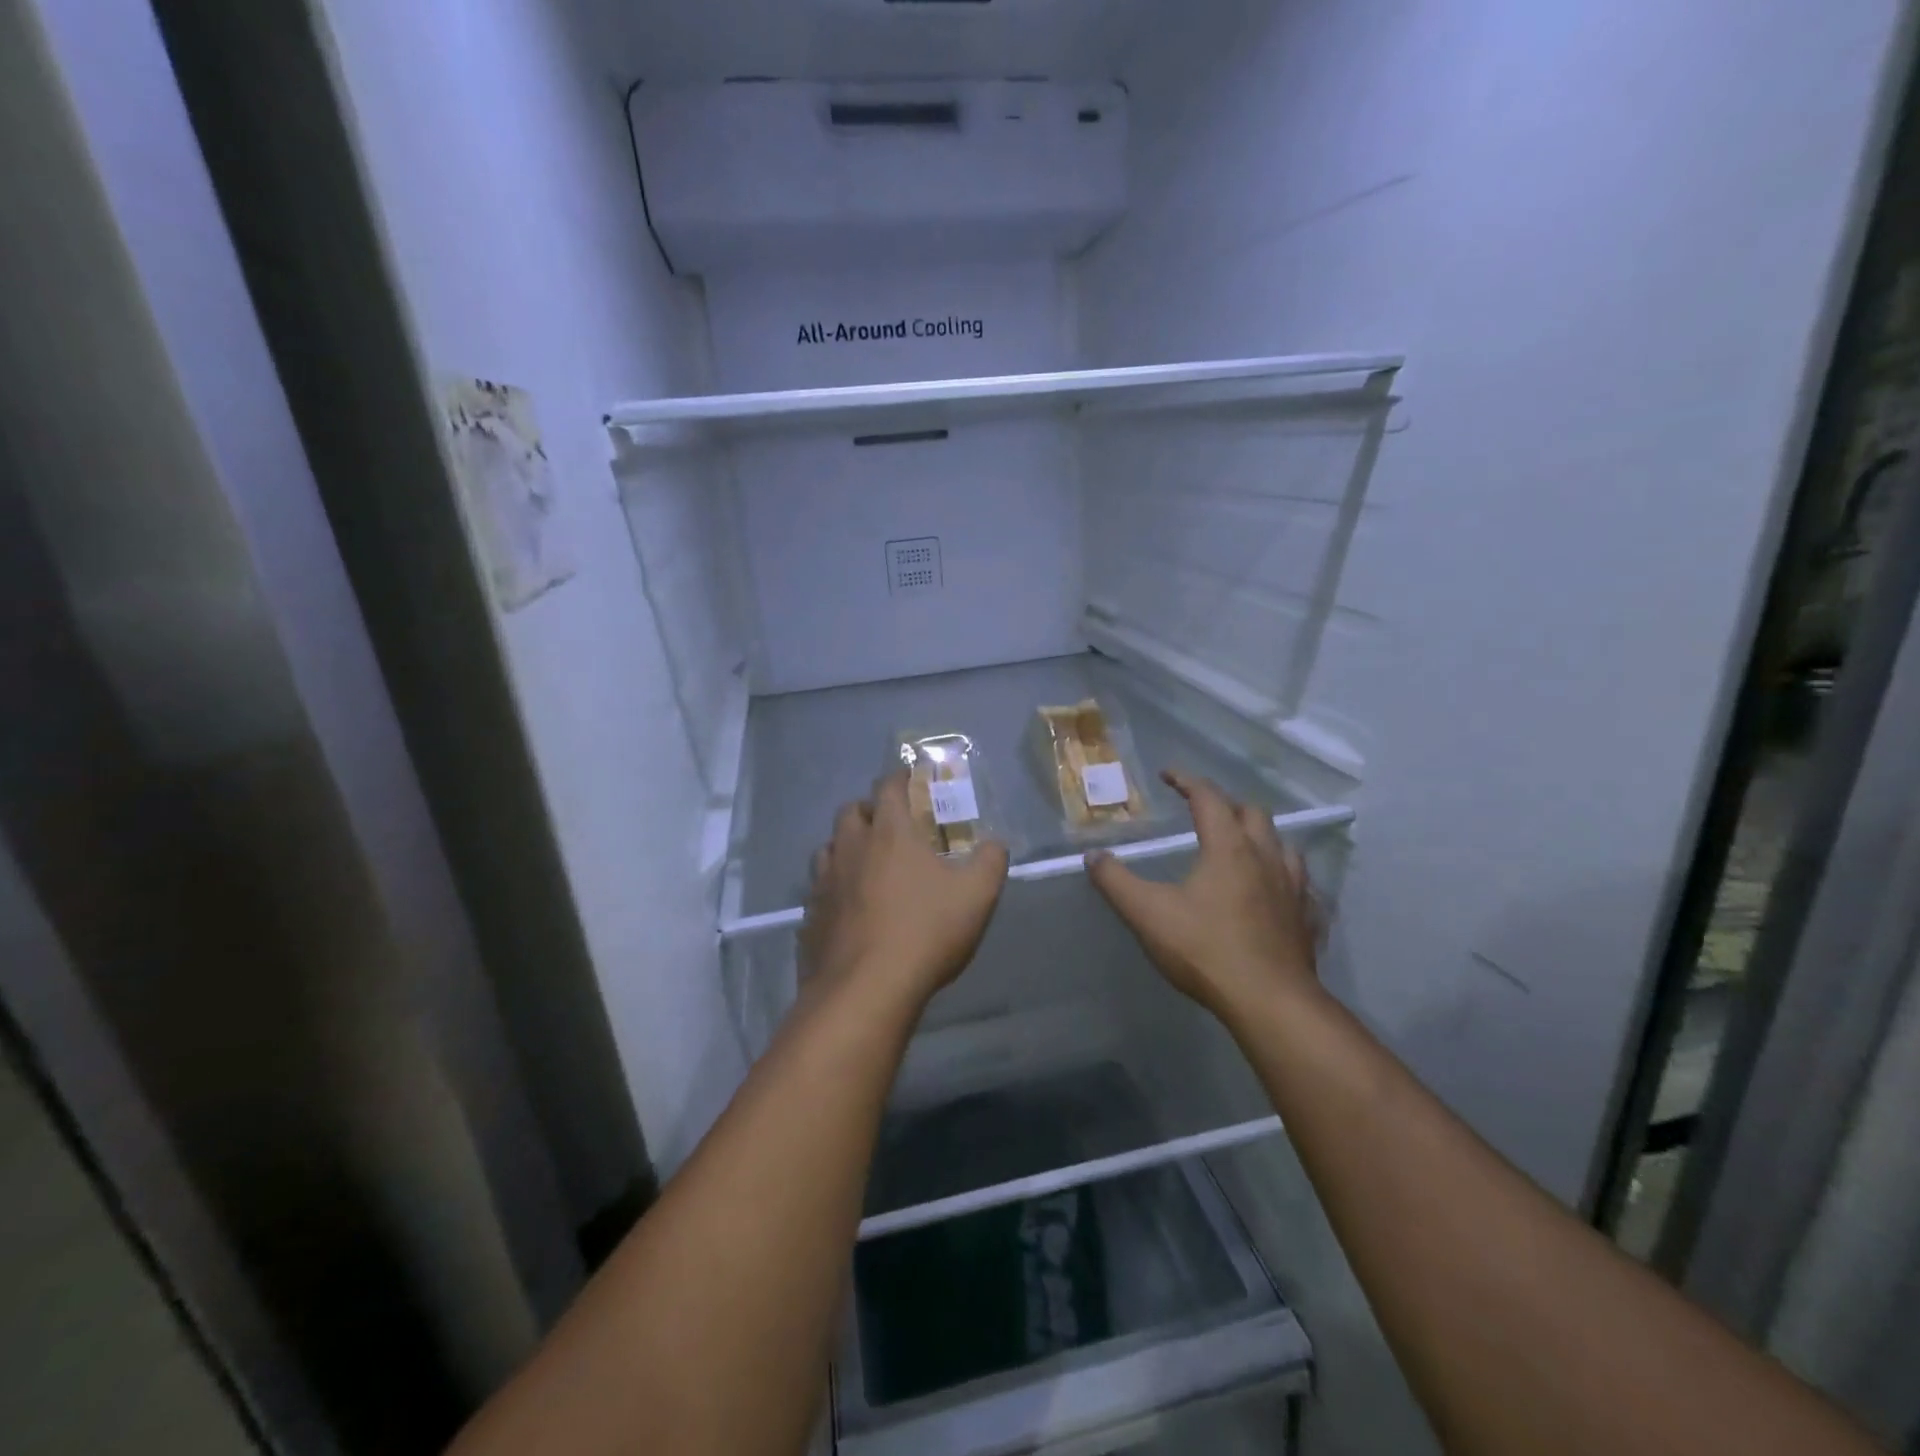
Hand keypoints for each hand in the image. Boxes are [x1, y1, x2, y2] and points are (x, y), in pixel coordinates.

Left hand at [799, 772, 1009, 1013]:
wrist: (866, 989)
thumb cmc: (926, 932)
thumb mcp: (977, 895)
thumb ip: (991, 861)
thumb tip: (995, 843)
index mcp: (889, 833)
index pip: (888, 787)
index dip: (900, 778)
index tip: (911, 781)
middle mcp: (850, 848)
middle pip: (850, 811)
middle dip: (869, 809)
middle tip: (890, 825)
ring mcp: (824, 882)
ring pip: (828, 848)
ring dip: (845, 846)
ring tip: (866, 864)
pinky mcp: (810, 916)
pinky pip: (818, 889)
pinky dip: (833, 888)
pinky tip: (848, 908)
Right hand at [1087, 770, 1320, 1023]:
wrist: (1270, 1002)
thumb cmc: (1205, 950)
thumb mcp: (1147, 914)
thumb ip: (1116, 881)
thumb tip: (1093, 855)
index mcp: (1228, 848)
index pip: (1208, 797)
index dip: (1187, 781)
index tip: (1169, 774)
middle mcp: (1266, 857)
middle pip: (1252, 813)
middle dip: (1226, 804)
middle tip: (1203, 811)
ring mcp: (1293, 888)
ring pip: (1283, 845)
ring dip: (1260, 836)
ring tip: (1242, 846)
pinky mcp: (1306, 918)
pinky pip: (1301, 884)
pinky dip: (1284, 876)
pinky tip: (1276, 892)